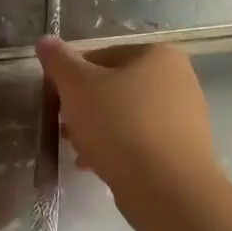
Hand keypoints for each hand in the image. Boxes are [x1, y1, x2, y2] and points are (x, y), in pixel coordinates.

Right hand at [38, 38, 219, 211]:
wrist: (168, 190)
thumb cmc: (120, 125)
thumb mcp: (77, 87)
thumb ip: (58, 60)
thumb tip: (45, 40)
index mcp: (156, 54)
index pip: (99, 56)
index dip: (71, 78)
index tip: (57, 101)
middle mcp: (179, 78)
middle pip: (114, 86)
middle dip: (85, 107)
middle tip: (65, 127)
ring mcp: (186, 116)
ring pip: (127, 115)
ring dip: (98, 129)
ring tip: (78, 150)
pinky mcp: (185, 149)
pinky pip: (142, 140)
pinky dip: (119, 148)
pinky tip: (97, 165)